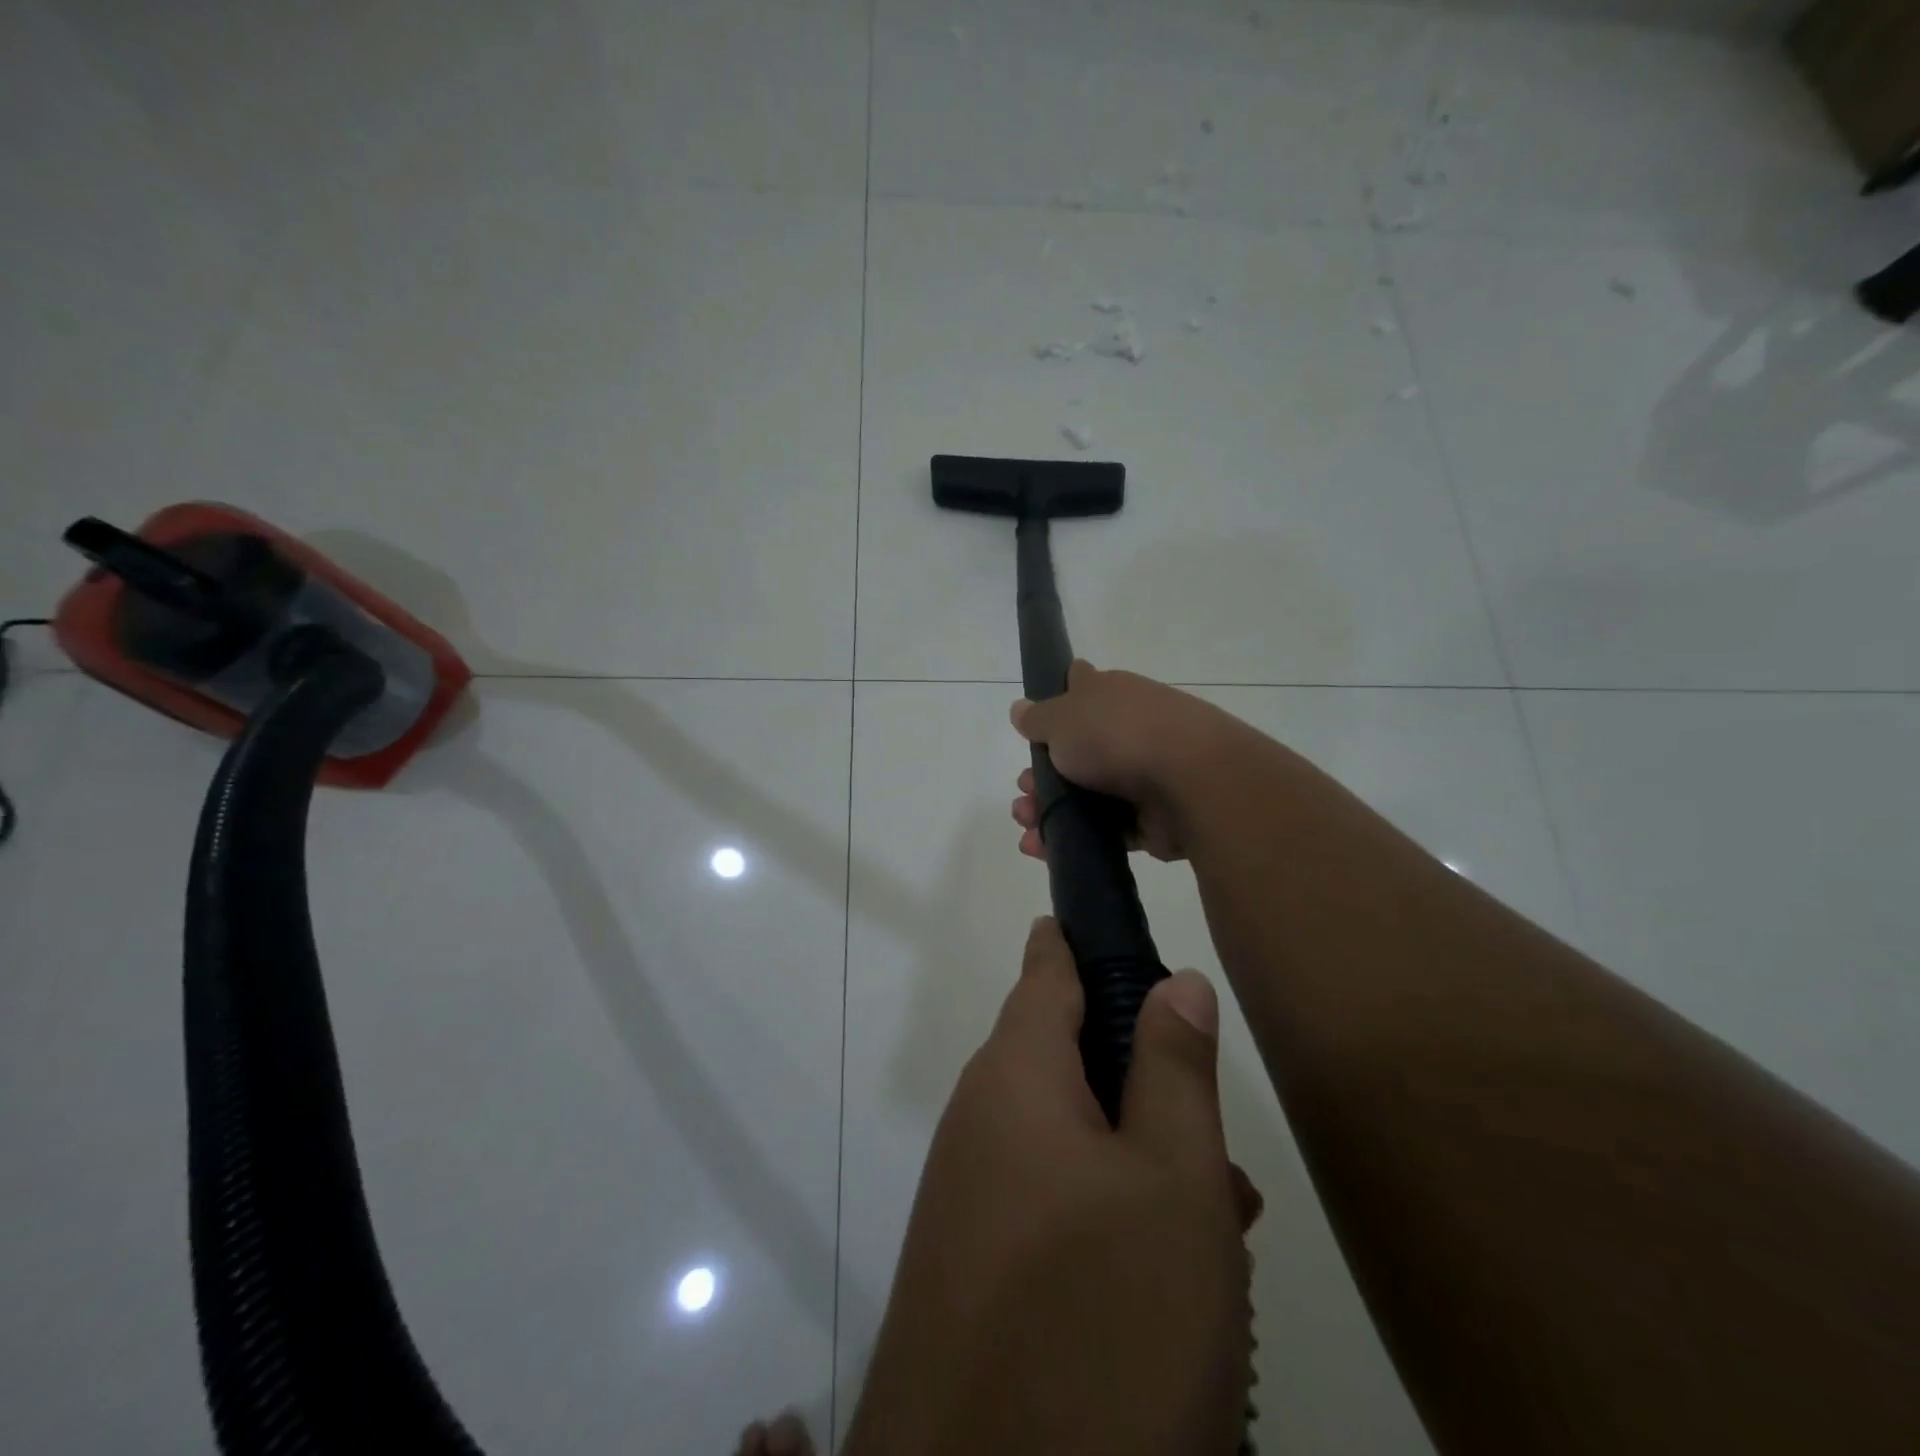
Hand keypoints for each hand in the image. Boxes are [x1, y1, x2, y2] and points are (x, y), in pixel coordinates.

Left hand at [842, 918, 1259, 1455]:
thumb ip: (1174, 1067)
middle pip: (1066, 1056)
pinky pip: (1051, 1201)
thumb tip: (1175, 980)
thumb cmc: (1098, 1319)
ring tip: (1220, 1218)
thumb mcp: (1172, 1182)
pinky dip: (1110, 1212)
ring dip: (1140, 1159)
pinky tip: (1166, 1278)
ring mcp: (970, 1191)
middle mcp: (980, 1118)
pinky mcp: (975, 1261)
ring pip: (1070, 1138)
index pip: (1046, 968)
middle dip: (1143, 1078)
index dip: (1083, 939)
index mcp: (1015, 1075)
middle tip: (1218, 1136)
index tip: (1124, 925)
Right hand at [1010, 661, 1248, 862]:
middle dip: (1043, 774)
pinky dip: (1076, 839)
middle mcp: (1128, 729)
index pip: (1081, 684)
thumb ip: (1038, 718)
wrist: (1191, 782)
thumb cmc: (1117, 736)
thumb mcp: (1062, 718)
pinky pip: (1106, 829)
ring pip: (1088, 794)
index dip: (1056, 700)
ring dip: (1052, 811)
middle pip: (1077, 750)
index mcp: (1111, 695)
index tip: (1034, 727)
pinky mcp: (1152, 817)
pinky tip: (1044, 850)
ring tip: (1027, 829)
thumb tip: (1021, 708)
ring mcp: (1143, 773)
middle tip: (1024, 792)